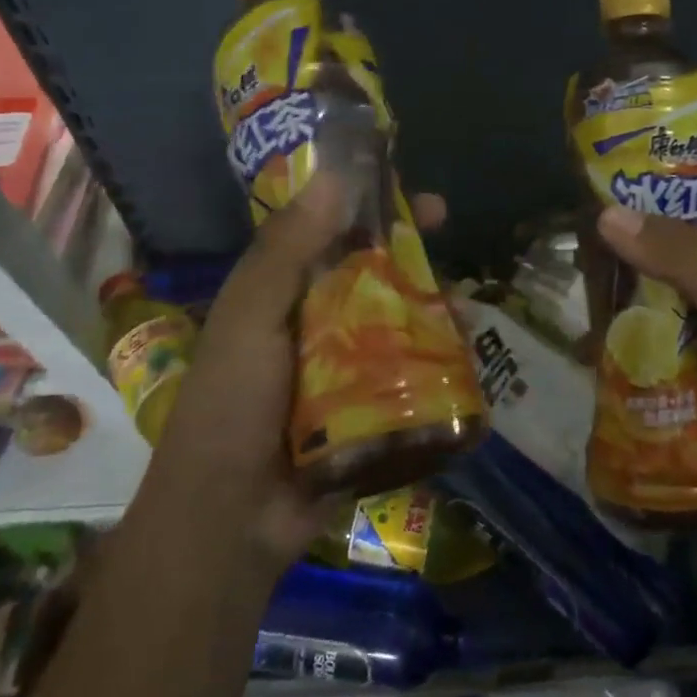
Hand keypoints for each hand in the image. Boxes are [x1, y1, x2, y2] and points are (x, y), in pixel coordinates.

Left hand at [152, 172, 447, 571]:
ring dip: (432, 306)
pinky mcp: (371, 411)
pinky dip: (438, 361)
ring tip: (465, 306)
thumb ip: (287, 249)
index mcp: (282, 293)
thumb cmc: (231, 405)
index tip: (402, 185)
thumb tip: (333, 175)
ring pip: (398, 321)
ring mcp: (346, 369)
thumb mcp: (251, 316)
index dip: (366, 204)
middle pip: (372, 272)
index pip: (328, 231)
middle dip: (410, 251)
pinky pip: (411, 374)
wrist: (229, 520)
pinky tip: (467, 355)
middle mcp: (316, 323)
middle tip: (447, 232)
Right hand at [596, 196, 696, 511]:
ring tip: (576, 310)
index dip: (657, 195)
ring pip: (662, 313)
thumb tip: (606, 213)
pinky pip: (663, 360)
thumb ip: (676, 256)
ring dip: (625, 315)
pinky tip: (590, 359)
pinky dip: (634, 359)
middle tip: (575, 259)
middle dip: (628, 262)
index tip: (602, 193)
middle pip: (672, 263)